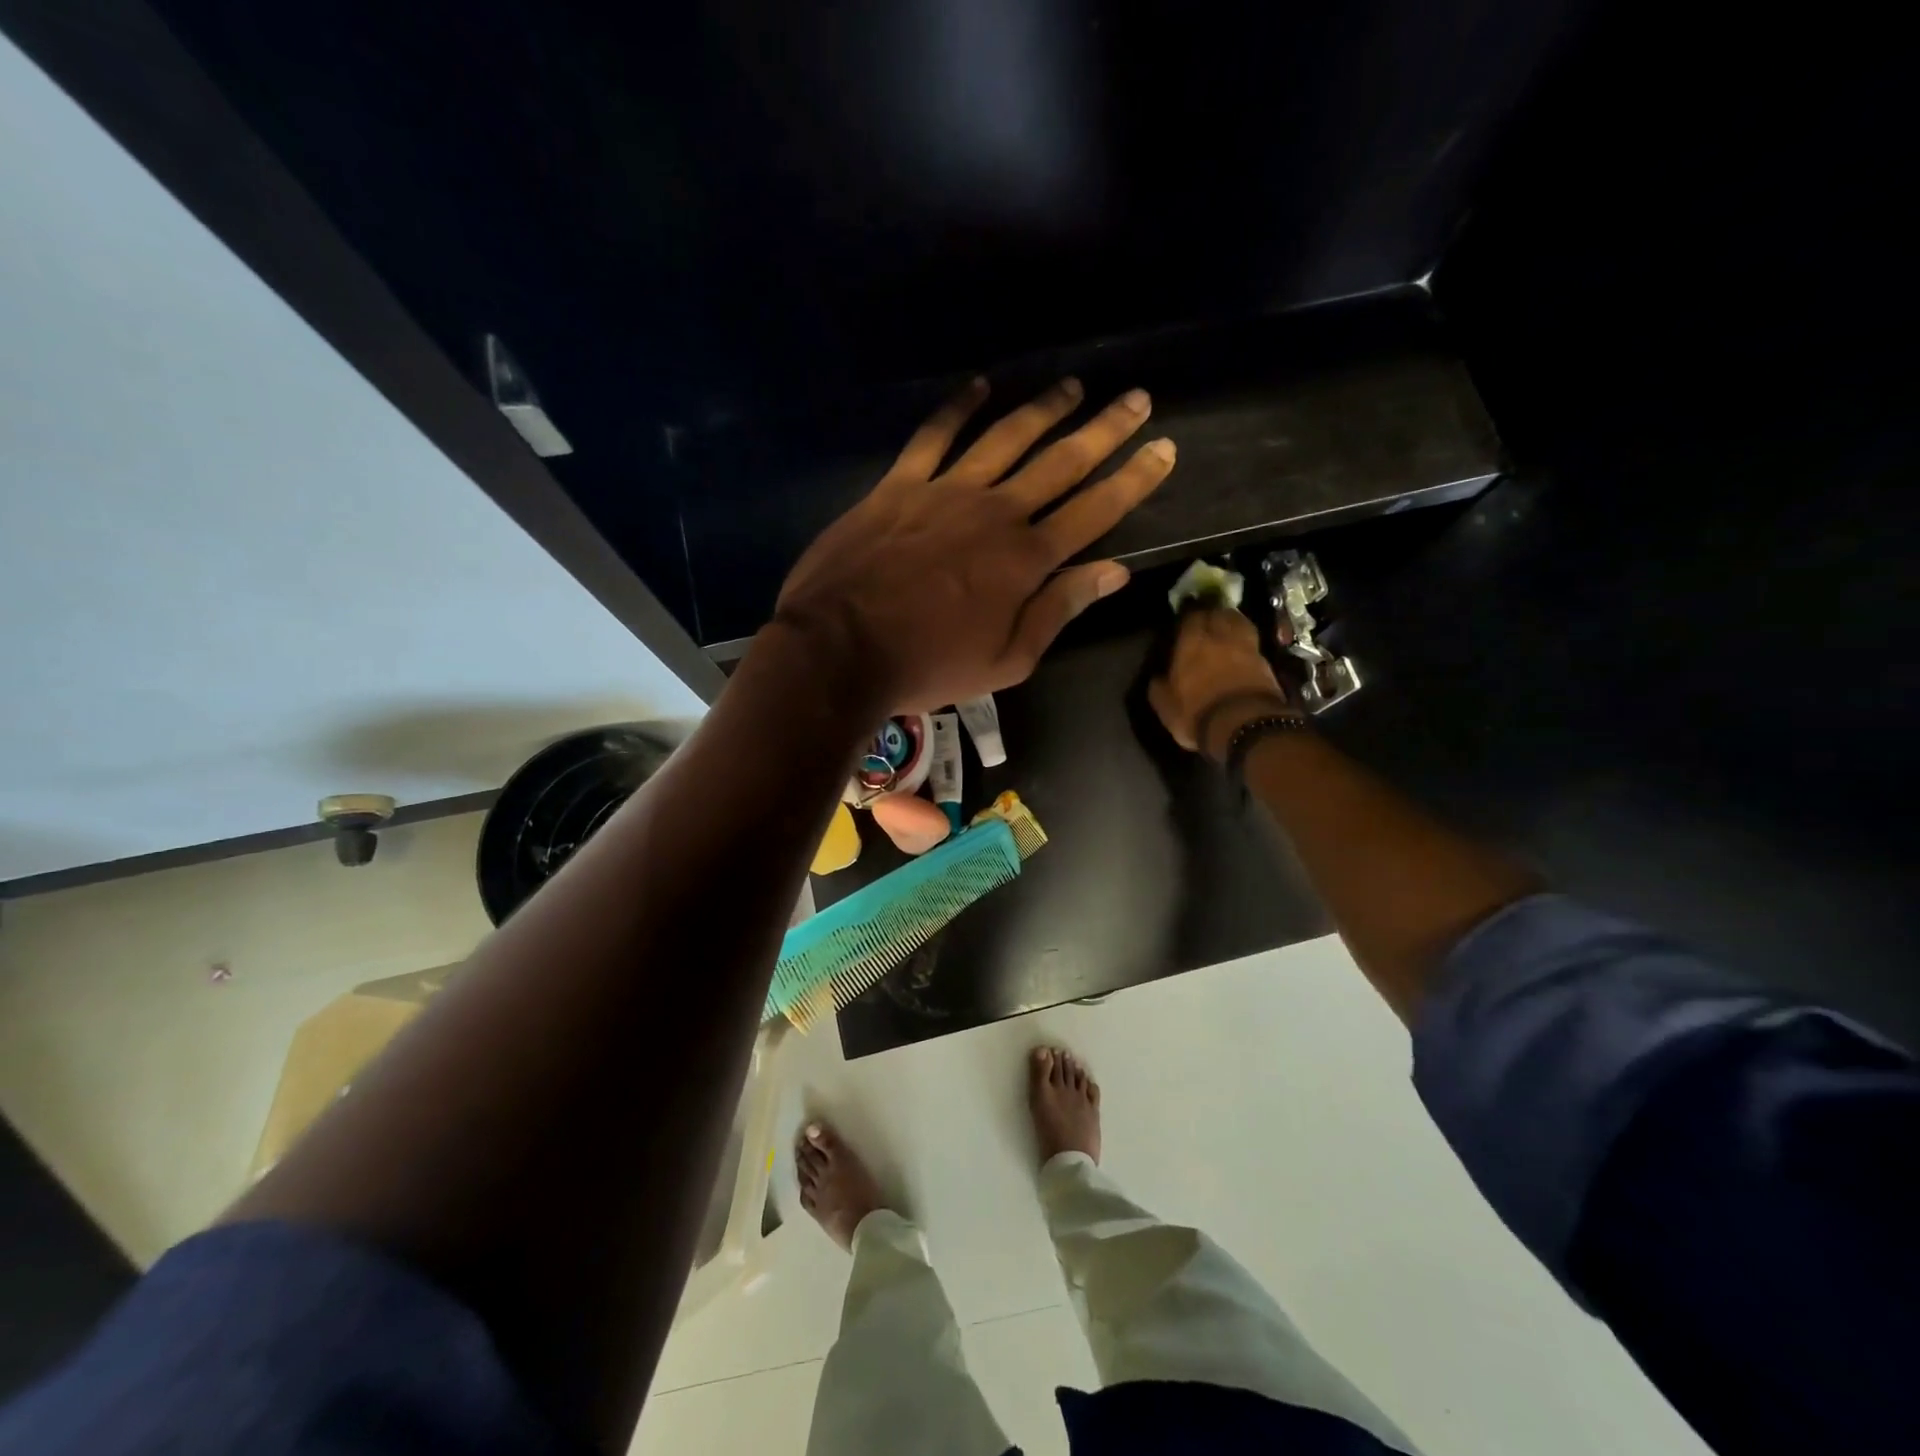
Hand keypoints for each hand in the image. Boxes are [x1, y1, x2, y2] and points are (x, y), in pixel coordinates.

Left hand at [773, 377, 1174, 711]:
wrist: (839, 649)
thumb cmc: (928, 666)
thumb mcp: (1007, 660)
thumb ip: (1059, 611)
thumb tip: (1115, 573)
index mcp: (1026, 559)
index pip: (1095, 510)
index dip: (1134, 479)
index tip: (1164, 449)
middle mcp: (995, 512)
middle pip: (1061, 461)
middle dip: (1104, 429)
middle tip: (1137, 399)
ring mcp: (945, 491)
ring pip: (1006, 437)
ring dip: (1043, 409)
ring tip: (1073, 385)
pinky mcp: (899, 486)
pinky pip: (933, 436)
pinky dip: (957, 409)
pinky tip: (980, 386)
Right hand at [1148, 608, 1297, 758]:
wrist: (1246, 725)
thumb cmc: (1197, 713)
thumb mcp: (1166, 707)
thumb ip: (1159, 688)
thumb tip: (1158, 678)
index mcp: (1191, 642)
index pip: (1191, 616)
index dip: (1188, 615)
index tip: (1185, 618)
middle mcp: (1220, 637)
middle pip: (1219, 613)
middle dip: (1213, 613)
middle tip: (1207, 618)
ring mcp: (1247, 648)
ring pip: (1240, 624)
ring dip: (1233, 622)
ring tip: (1227, 628)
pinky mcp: (1267, 663)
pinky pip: (1253, 644)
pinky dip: (1247, 643)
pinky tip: (1243, 649)